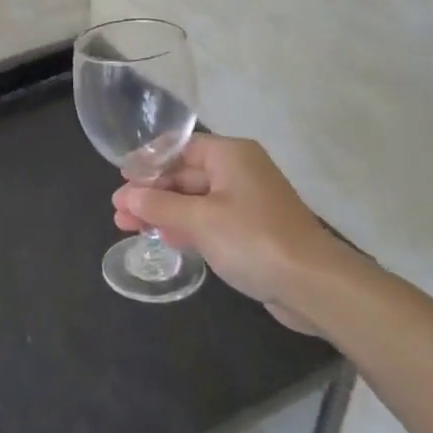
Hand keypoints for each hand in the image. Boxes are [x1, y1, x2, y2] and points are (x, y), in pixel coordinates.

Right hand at [112, 135, 349, 332]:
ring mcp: (246, 202)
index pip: (180, 148)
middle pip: (185, 175)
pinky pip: (208, 221)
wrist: (314, 285)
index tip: (121, 178)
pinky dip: (184, 227)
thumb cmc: (253, 239)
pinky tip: (161, 239)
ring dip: (162, 212)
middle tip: (118, 211)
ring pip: (194, 201)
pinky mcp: (250, 231)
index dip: (148, 162)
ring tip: (127, 227)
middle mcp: (239, 172)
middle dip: (150, 192)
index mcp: (230, 155)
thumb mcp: (199, 220)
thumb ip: (159, 206)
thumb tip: (127, 196)